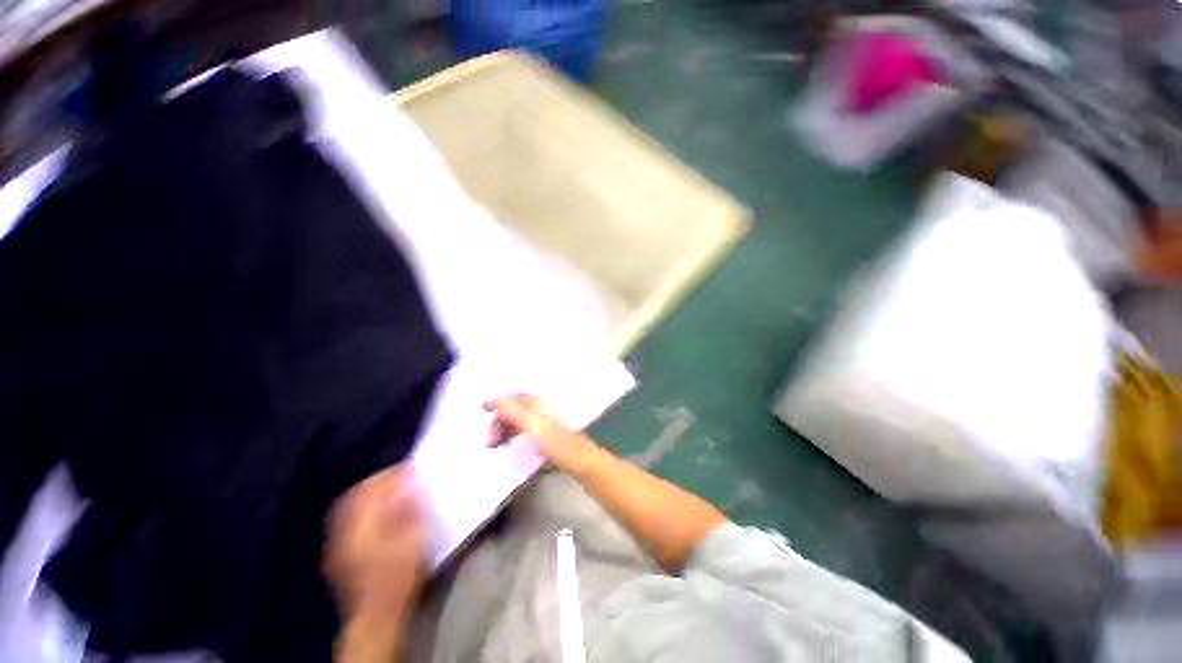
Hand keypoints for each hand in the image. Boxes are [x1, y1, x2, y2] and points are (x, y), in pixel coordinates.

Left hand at [324, 463, 424, 620]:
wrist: (378, 614)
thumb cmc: (400, 574)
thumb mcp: (413, 537)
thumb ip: (410, 507)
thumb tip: (410, 482)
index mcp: (362, 524)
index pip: (372, 488)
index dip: (392, 474)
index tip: (410, 467)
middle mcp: (344, 530)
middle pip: (355, 496)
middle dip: (377, 482)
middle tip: (398, 476)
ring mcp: (338, 544)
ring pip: (349, 508)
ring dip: (369, 495)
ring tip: (390, 490)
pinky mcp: (340, 556)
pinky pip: (347, 522)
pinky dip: (363, 511)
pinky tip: (377, 514)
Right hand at [483, 395, 594, 472]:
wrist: (579, 461)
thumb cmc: (556, 443)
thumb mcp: (533, 426)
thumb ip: (514, 412)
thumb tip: (495, 400)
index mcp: (537, 404)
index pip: (513, 398)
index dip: (497, 402)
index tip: (480, 409)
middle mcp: (540, 410)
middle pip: (514, 410)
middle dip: (499, 421)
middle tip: (488, 441)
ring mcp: (543, 423)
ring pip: (518, 421)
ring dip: (504, 430)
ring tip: (493, 446)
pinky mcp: (545, 436)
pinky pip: (523, 431)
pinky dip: (512, 436)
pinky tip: (507, 446)